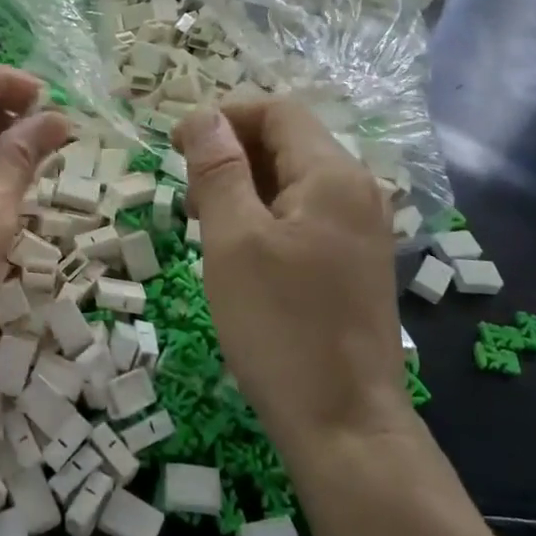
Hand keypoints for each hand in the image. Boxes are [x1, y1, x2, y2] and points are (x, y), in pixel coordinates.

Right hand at [175, 100, 413, 459]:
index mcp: (333, 175)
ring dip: (244, 185)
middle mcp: (357, 191)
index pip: (277, 112)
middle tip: (187, 195)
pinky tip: (237, 248)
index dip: (223, 117)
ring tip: (204, 222)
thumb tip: (202, 115)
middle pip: (287, 142)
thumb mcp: (233, 241)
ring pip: (293, 180)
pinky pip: (304, 214)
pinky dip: (264, 214)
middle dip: (230, 153)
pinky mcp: (354, 261)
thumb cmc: (280, 326)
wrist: (343, 423)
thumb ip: (217, 169)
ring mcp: (361, 228)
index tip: (174, 146)